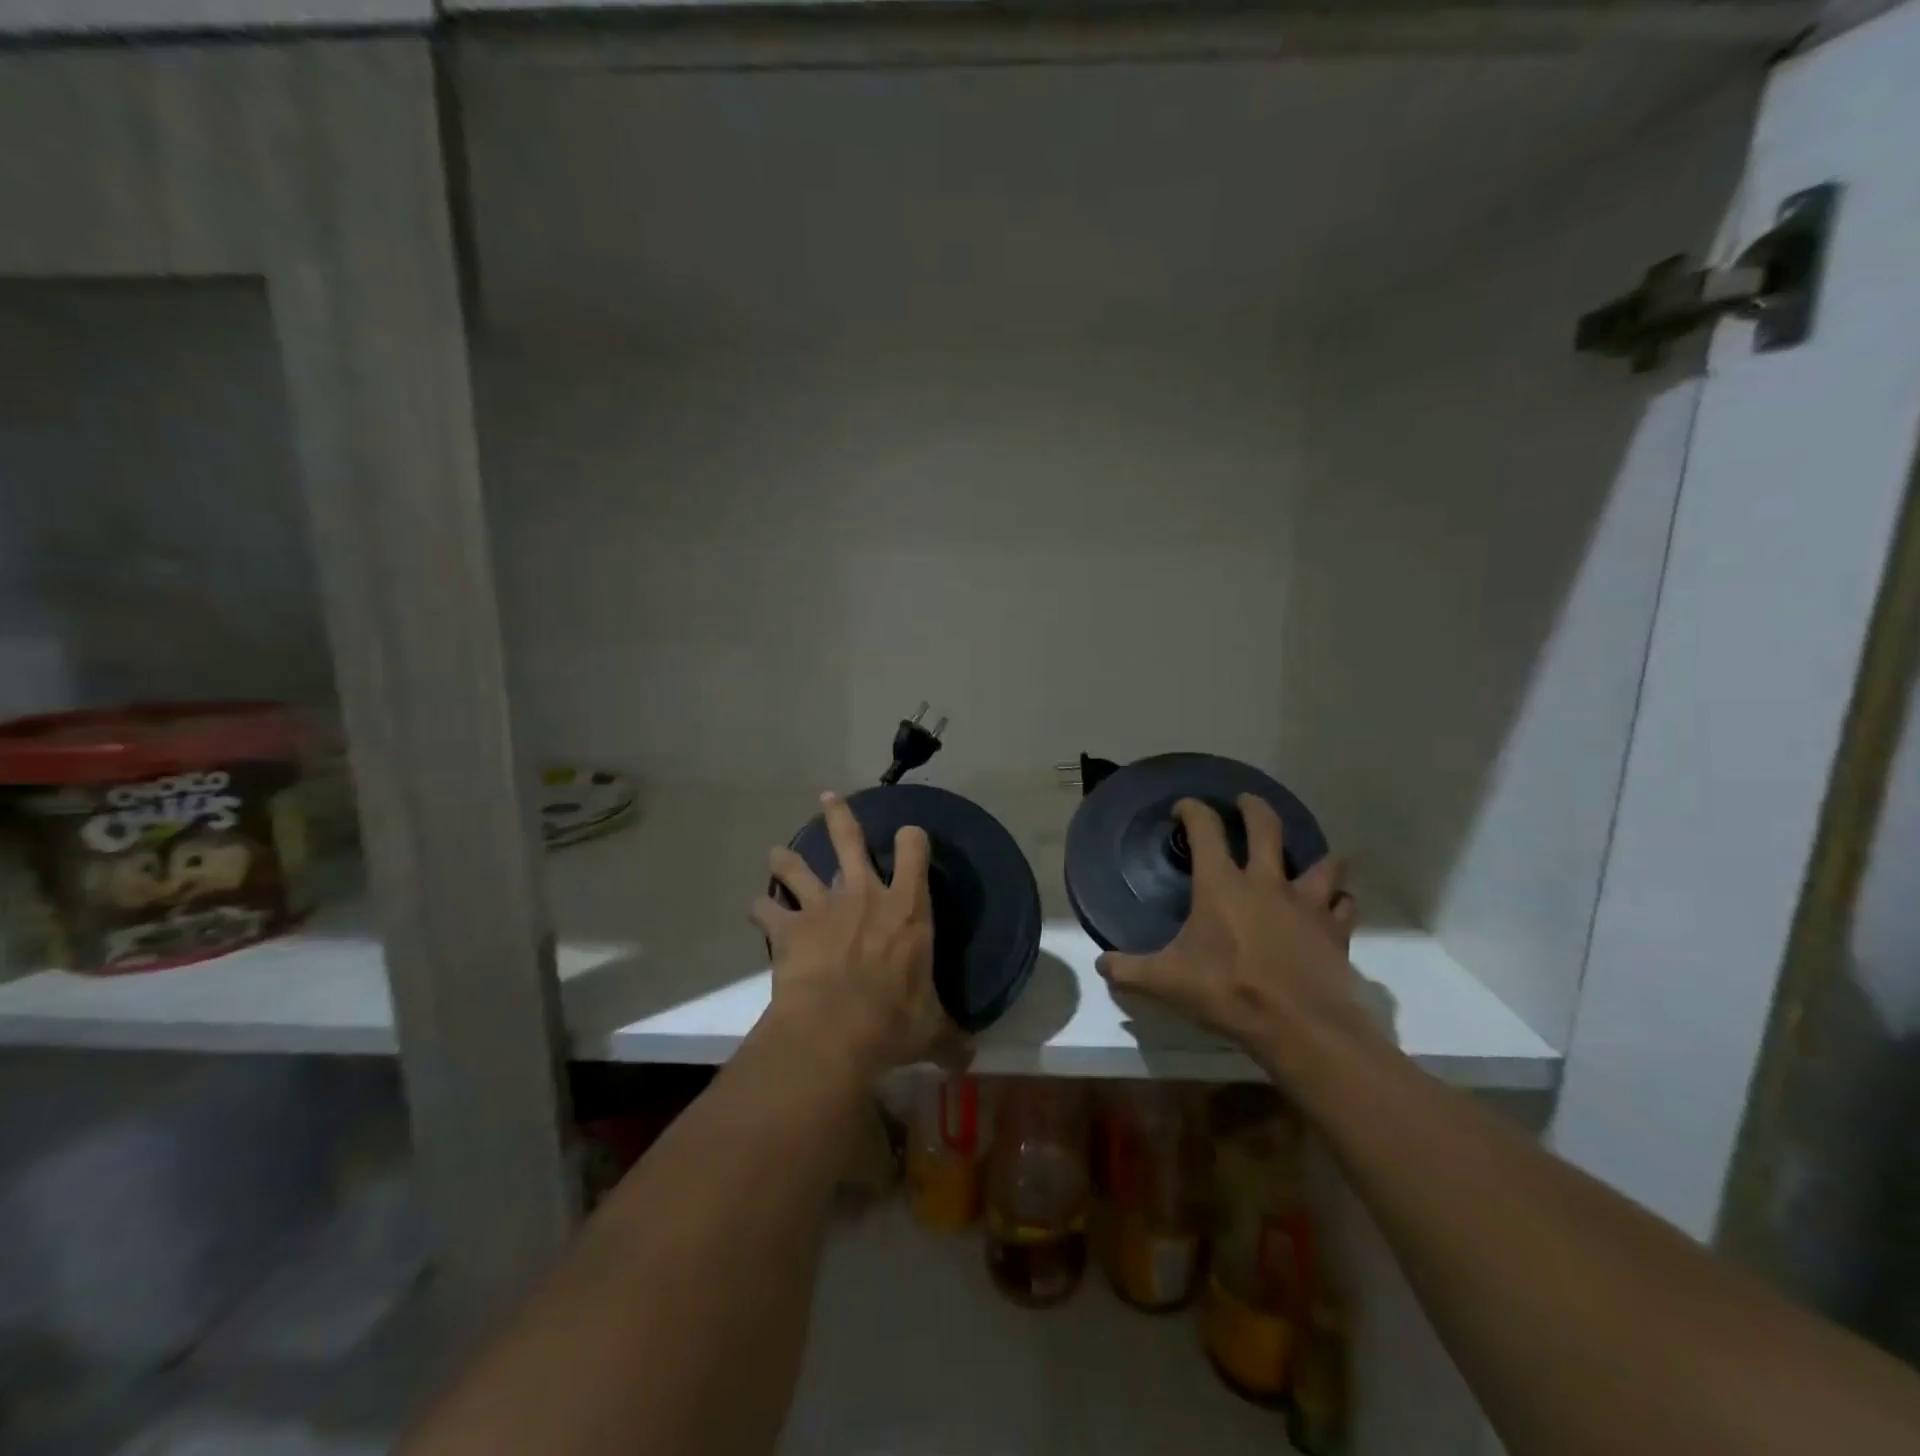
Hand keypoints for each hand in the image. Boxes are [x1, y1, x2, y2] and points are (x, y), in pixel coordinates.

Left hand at [751, 792, 960, 1080]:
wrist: (834, 1030)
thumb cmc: (893, 1021)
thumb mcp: (931, 1030)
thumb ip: (951, 1038)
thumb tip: (969, 1059)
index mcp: (907, 908)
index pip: (915, 850)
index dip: (912, 838)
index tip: (910, 837)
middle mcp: (864, 894)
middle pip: (849, 839)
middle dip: (839, 815)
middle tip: (828, 797)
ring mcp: (823, 907)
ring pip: (798, 867)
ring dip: (787, 859)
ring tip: (777, 853)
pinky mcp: (789, 928)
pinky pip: (768, 909)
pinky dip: (762, 909)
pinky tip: (758, 910)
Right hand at [1096, 796, 1379, 1077]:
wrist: (1300, 1026)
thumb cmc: (1228, 993)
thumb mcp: (1167, 982)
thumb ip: (1130, 970)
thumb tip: (1101, 965)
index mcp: (1221, 885)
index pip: (1205, 829)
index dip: (1192, 810)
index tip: (1183, 808)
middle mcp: (1266, 882)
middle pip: (1265, 826)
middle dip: (1254, 807)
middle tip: (1245, 802)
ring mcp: (1306, 903)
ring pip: (1321, 862)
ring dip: (1315, 856)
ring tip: (1307, 858)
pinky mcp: (1335, 930)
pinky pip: (1343, 905)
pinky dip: (1338, 901)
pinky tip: (1333, 907)